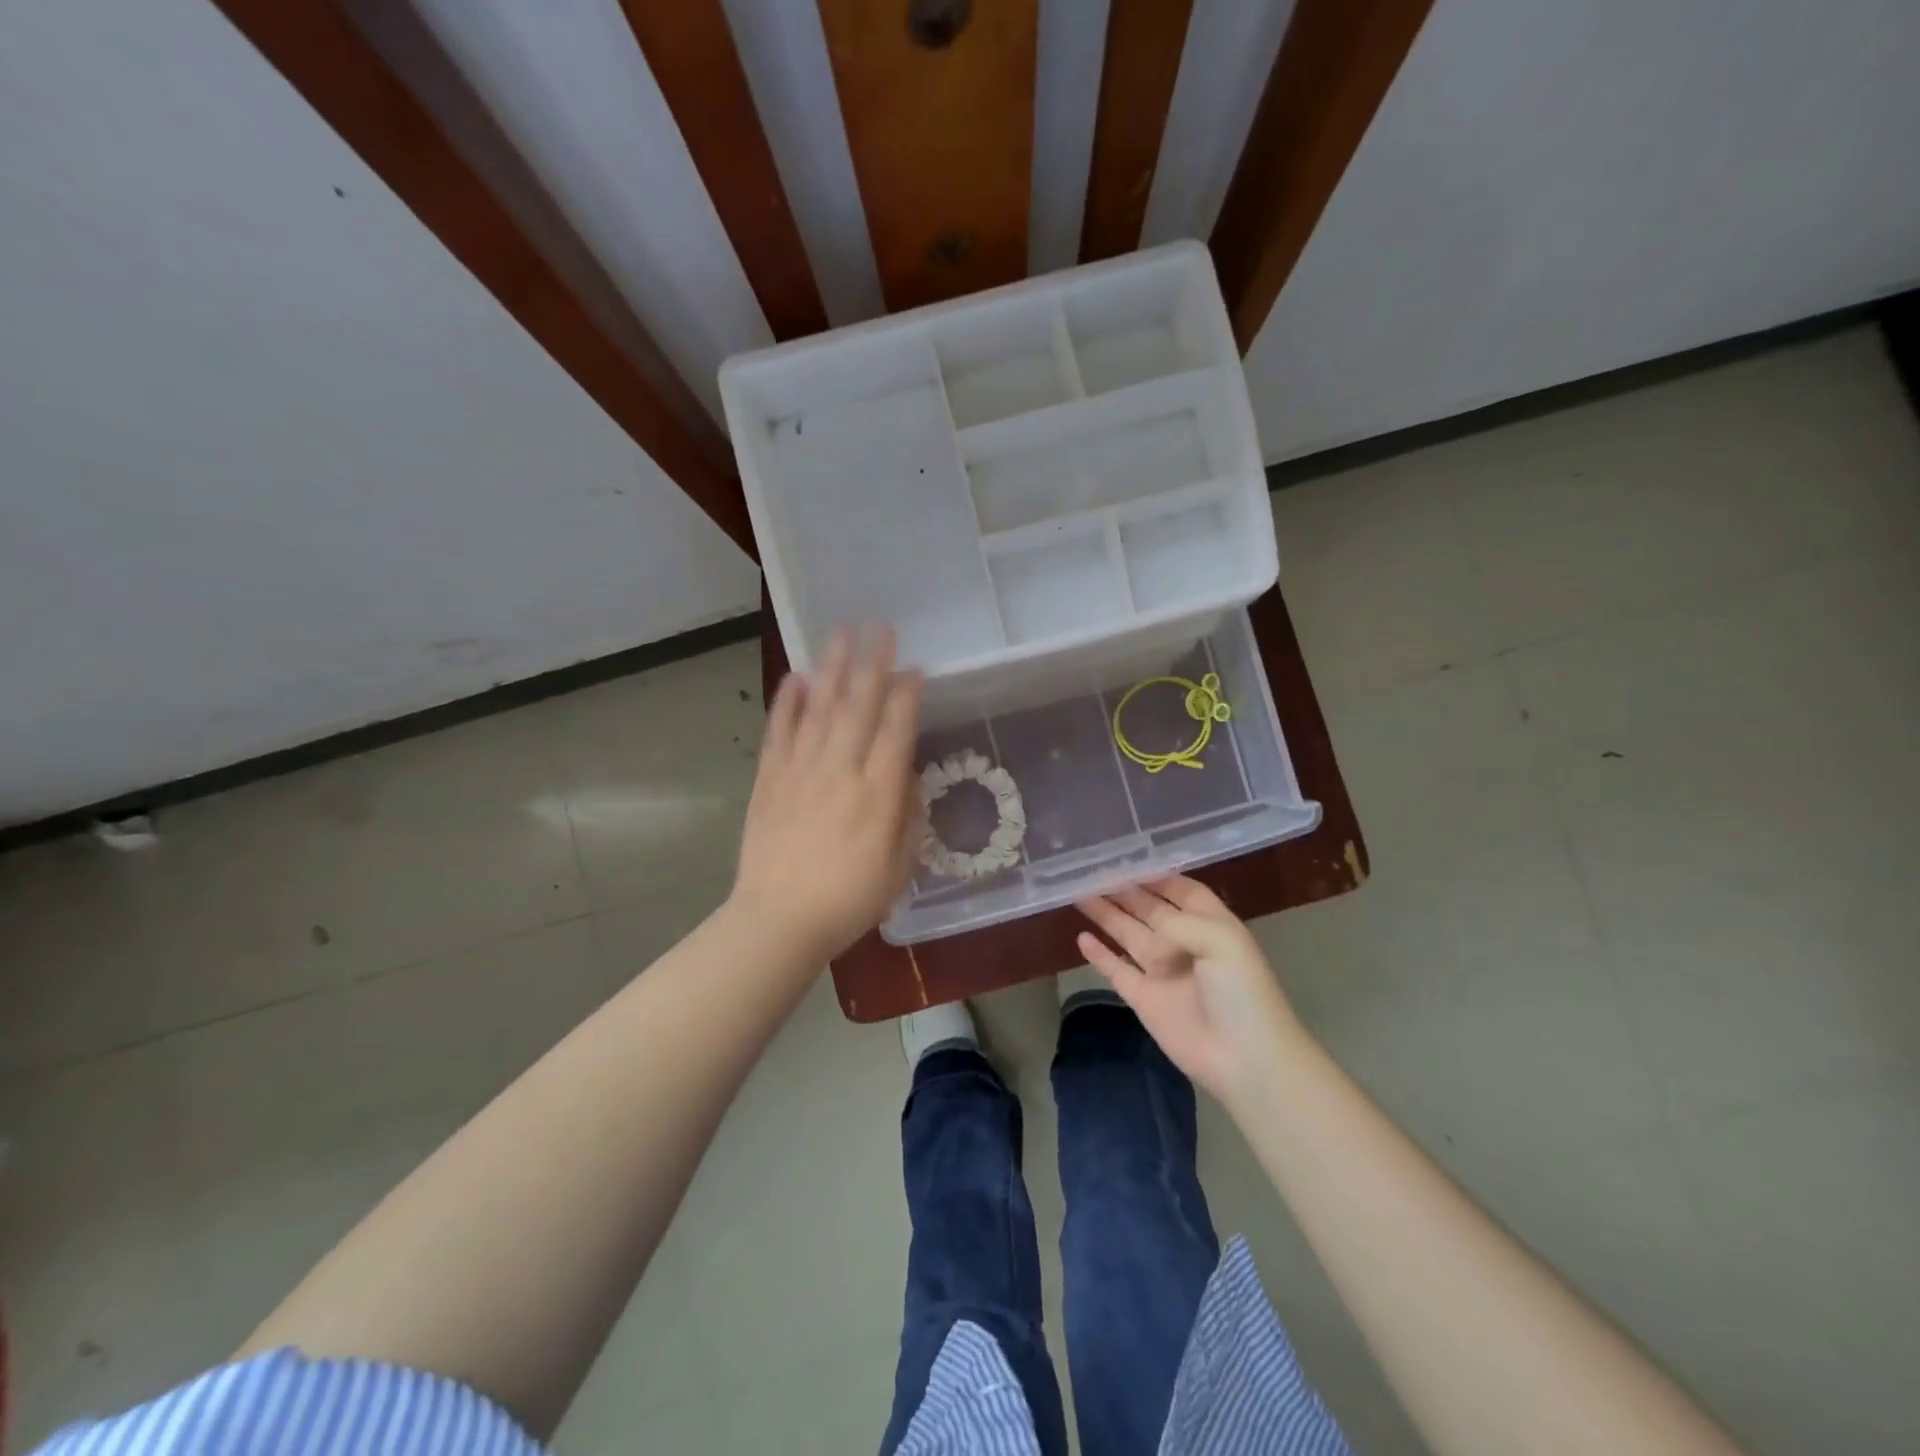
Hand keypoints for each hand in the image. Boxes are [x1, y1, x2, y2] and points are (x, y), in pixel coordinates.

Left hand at [731, 625, 923, 961]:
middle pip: (858, 705)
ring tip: (840, 634)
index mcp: (878, 793)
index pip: (896, 729)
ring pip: (820, 708)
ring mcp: (801, 770)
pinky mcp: (769, 778)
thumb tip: (904, 774)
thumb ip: (907, 815)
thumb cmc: (850, 900)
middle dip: (872, 663)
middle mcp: (841, 770)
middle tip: (879, 627)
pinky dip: (788, 702)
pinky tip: (795, 677)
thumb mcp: (899, 866)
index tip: (914, 668)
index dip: (906, 694)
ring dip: (831, 668)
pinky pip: (780, 731)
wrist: (779, 920)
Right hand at [1076, 876, 1305, 1103]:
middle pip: (1148, 908)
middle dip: (1123, 890)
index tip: (1127, 859)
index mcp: (1209, 924)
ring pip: (1127, 933)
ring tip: (1079, 894)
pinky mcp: (1144, 998)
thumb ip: (1178, 922)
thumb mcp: (1221, 940)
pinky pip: (1116, 970)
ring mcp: (1162, 971)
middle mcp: (1183, 942)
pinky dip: (1099, 955)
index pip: (1180, 890)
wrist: (1245, 1058)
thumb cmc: (1242, 991)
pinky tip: (1082, 938)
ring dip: (1106, 914)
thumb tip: (1147, 927)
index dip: (1156, 875)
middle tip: (1091, 871)